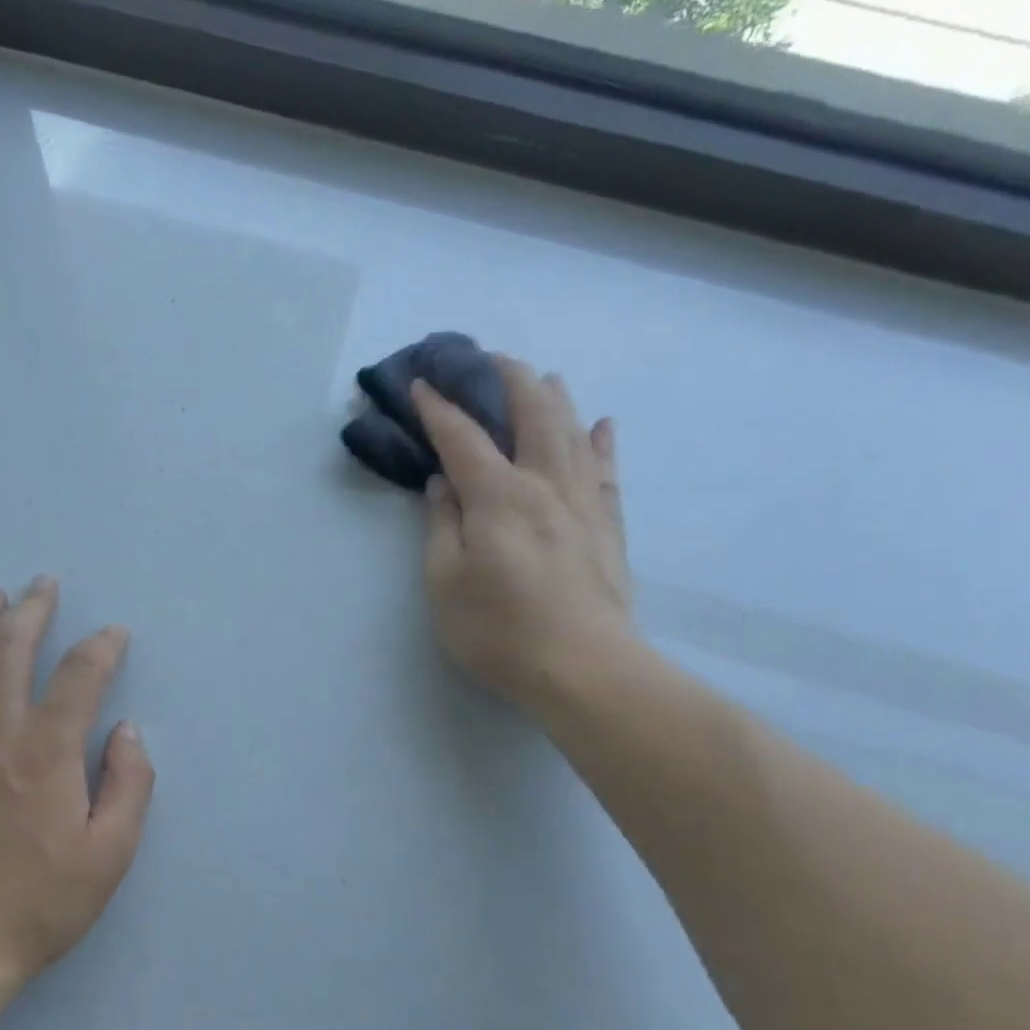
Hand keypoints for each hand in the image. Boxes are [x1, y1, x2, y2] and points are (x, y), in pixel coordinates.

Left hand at [0, 578, 155, 987]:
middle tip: (44, 584)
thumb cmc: (41, 902)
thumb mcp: (112, 853)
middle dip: (31, 610)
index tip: (114, 634)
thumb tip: (125, 730)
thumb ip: (130, 784)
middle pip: (9, 651)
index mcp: (47, 753)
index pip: (80, 676)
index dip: (102, 646)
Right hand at [413, 358, 633, 720]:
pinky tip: (601, 424)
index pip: (462, 438)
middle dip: (506, 378)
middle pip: (531, 412)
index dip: (438, 408)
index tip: (421, 384)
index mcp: (498, 496)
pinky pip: (605, 470)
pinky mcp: (608, 526)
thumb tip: (443, 484)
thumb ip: (441, 526)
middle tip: (486, 360)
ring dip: (554, 397)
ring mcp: (583, 502)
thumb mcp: (445, 583)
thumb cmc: (500, 630)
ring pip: (572, 431)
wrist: (585, 668)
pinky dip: (601, 441)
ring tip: (542, 376)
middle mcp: (545, 484)